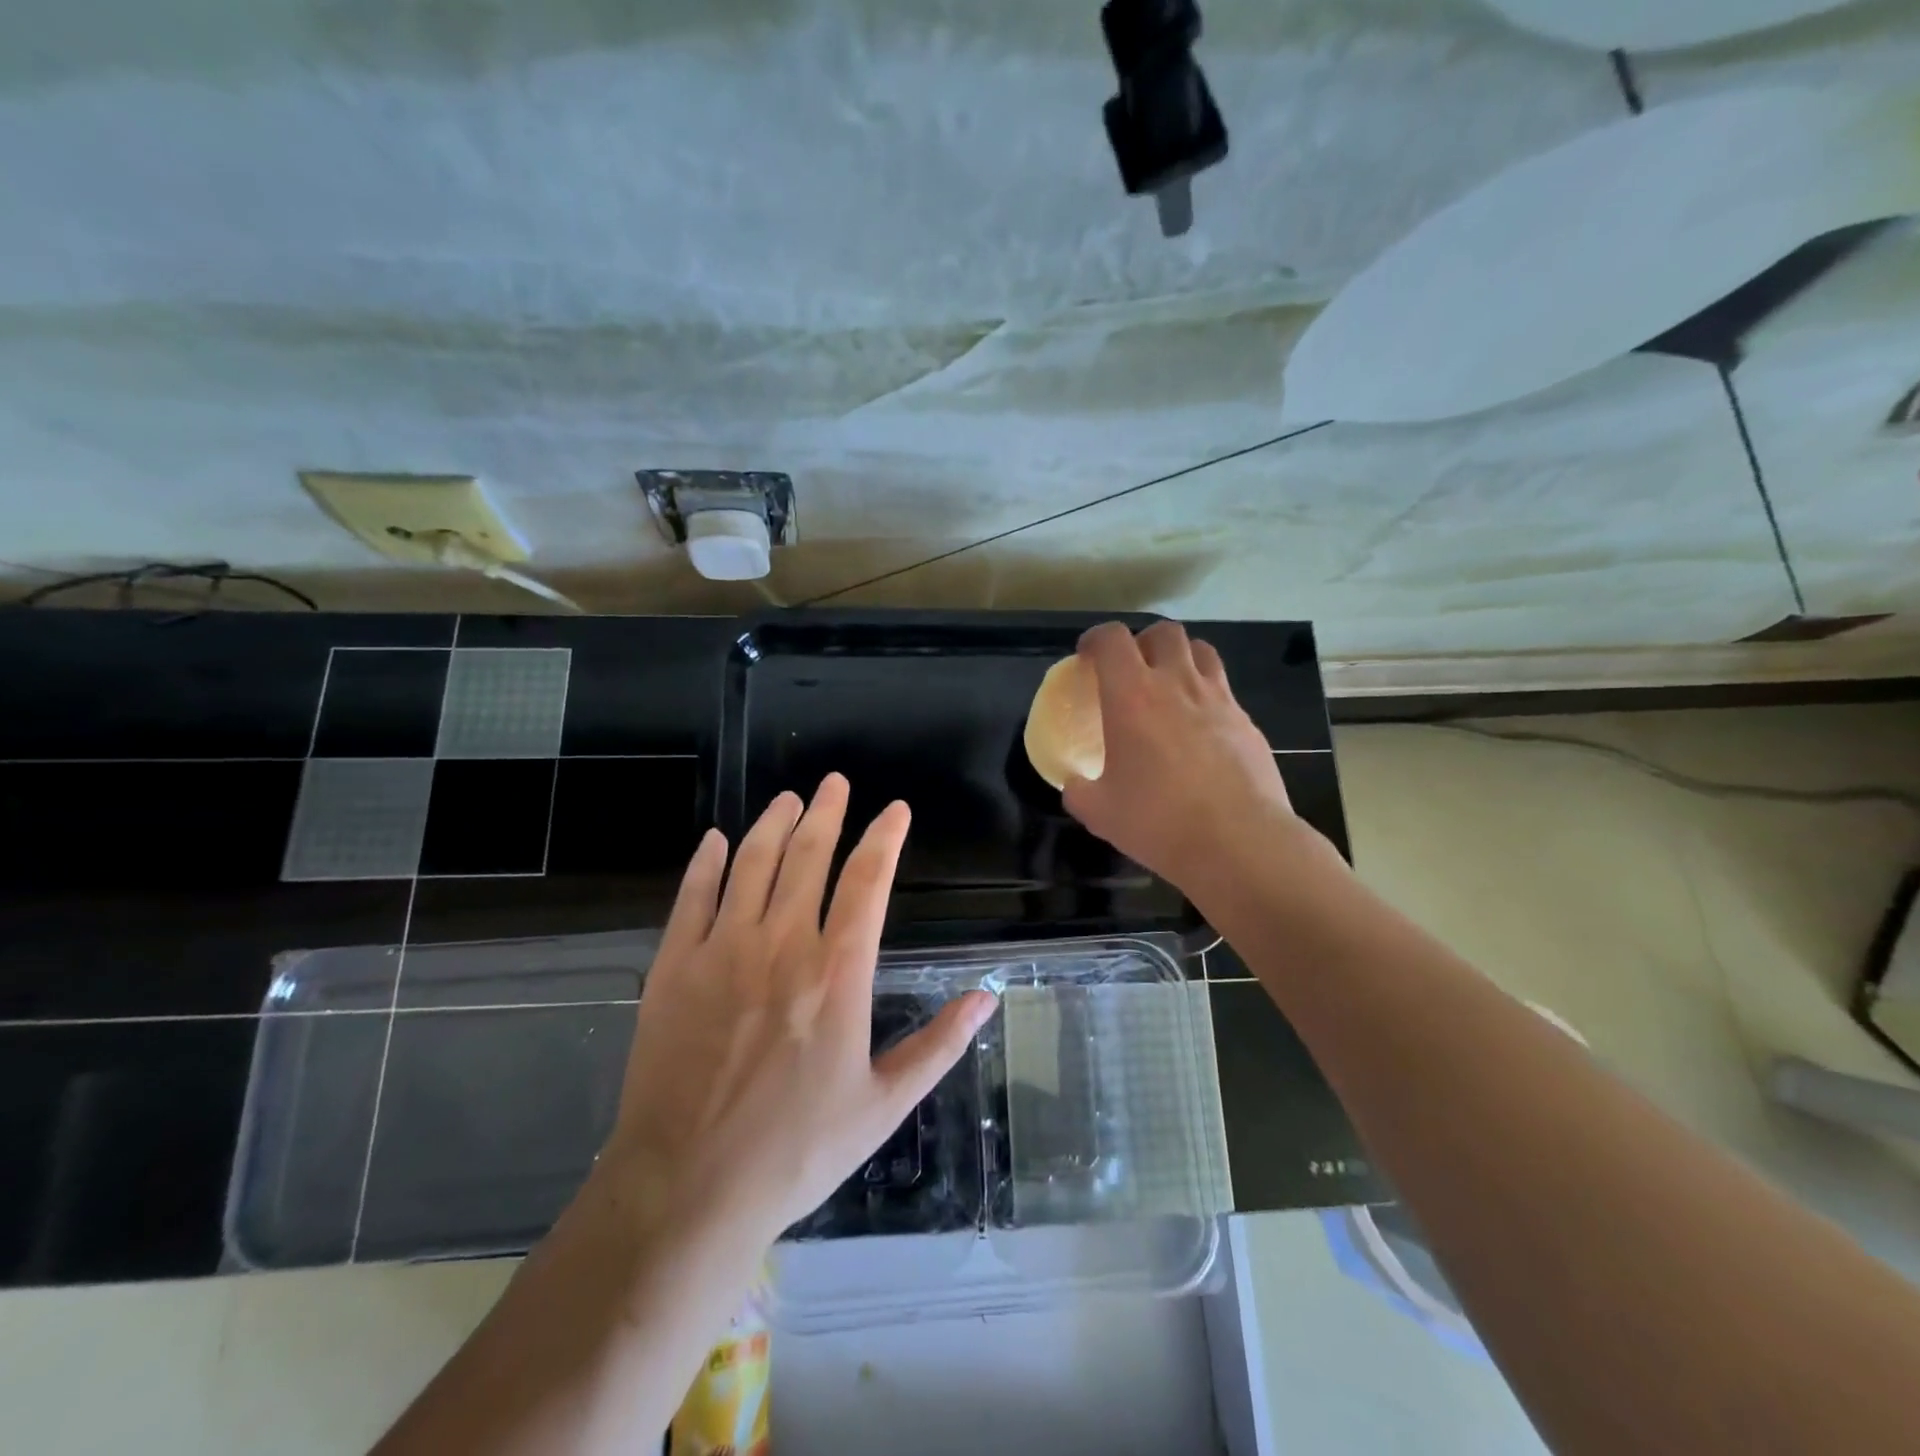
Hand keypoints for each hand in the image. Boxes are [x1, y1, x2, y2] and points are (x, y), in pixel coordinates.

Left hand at [600, 775, 998, 1245]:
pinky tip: (715, 841)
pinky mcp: (674, 967)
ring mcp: (722, 950)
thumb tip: (988, 996)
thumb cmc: (797, 1150)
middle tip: (835, 782)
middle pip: (808, 856)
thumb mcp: (884, 1104)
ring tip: (789, 799)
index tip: (895, 810)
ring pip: (751, 864)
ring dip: (773, 825)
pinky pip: (692, 897)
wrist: (688, 1188)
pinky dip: (705, 863)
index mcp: (837, 972)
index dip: (884, 838)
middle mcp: (781, 944)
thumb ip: (939, 1045)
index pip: (867, 881)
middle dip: (827, 812)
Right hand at [1063, 620, 1297, 886]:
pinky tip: (1200, 730)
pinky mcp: (1247, 722)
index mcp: (1132, 697)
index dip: (1096, 639)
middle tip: (1131, 669)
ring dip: (1180, 658)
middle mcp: (1177, 684)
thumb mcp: (1099, 812)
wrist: (1238, 842)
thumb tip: (1075, 784)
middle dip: (1142, 641)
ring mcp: (1219, 699)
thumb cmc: (1159, 822)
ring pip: (1201, 651)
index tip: (1087, 657)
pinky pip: (1223, 690)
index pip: (1112, 639)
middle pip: (1164, 632)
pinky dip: (1206, 695)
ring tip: (1169, 686)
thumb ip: (1079, 790)